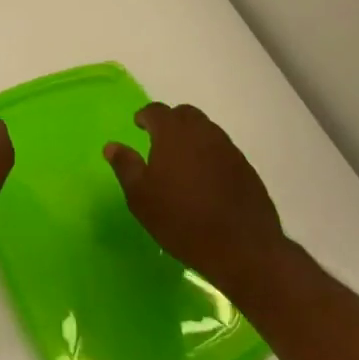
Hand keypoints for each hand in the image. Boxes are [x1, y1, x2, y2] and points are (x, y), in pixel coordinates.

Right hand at [104, 102, 290, 297]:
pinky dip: (210, 155)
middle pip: (185, 114)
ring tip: (183, 161)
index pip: (156, 110)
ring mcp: (228, 149)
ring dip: (192, 137)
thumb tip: (111, 146)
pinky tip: (206, 180)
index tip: (138, 125)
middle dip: (171, 122)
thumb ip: (126, 166)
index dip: (145, 116)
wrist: (243, 249)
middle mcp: (203, 132)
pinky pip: (223, 151)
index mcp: (173, 133)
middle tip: (160, 141)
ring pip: (206, 131)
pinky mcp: (247, 169)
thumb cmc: (182, 220)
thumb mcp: (141, 197)